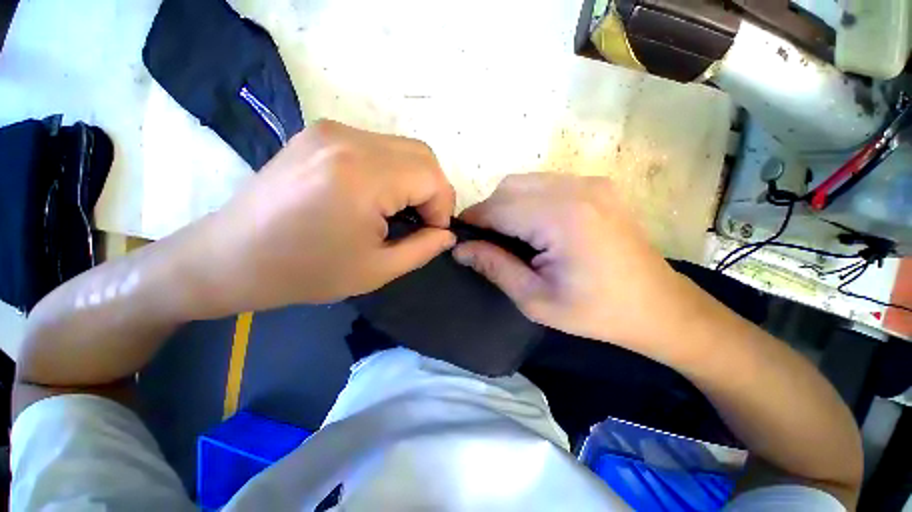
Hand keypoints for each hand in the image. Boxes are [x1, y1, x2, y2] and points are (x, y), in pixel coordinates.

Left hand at [193, 120, 455, 312]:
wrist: (230, 257)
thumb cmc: (305, 271)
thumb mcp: (377, 270)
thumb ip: (423, 249)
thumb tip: (446, 233)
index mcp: (362, 176)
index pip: (432, 178)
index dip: (441, 208)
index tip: (431, 233)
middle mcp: (349, 140)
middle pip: (423, 156)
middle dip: (433, 192)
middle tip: (420, 222)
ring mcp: (331, 131)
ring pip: (403, 149)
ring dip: (413, 181)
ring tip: (397, 211)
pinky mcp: (320, 134)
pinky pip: (378, 147)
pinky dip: (392, 171)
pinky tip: (375, 196)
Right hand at [453, 173, 687, 353]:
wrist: (659, 307)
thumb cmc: (596, 312)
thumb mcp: (535, 300)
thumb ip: (494, 267)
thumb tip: (460, 249)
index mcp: (562, 219)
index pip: (498, 208)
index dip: (472, 221)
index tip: (460, 238)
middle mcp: (577, 189)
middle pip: (509, 188)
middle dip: (489, 212)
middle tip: (486, 243)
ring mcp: (591, 183)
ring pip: (526, 182)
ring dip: (507, 205)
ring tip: (510, 236)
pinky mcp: (598, 186)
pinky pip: (546, 184)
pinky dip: (528, 200)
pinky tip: (534, 227)